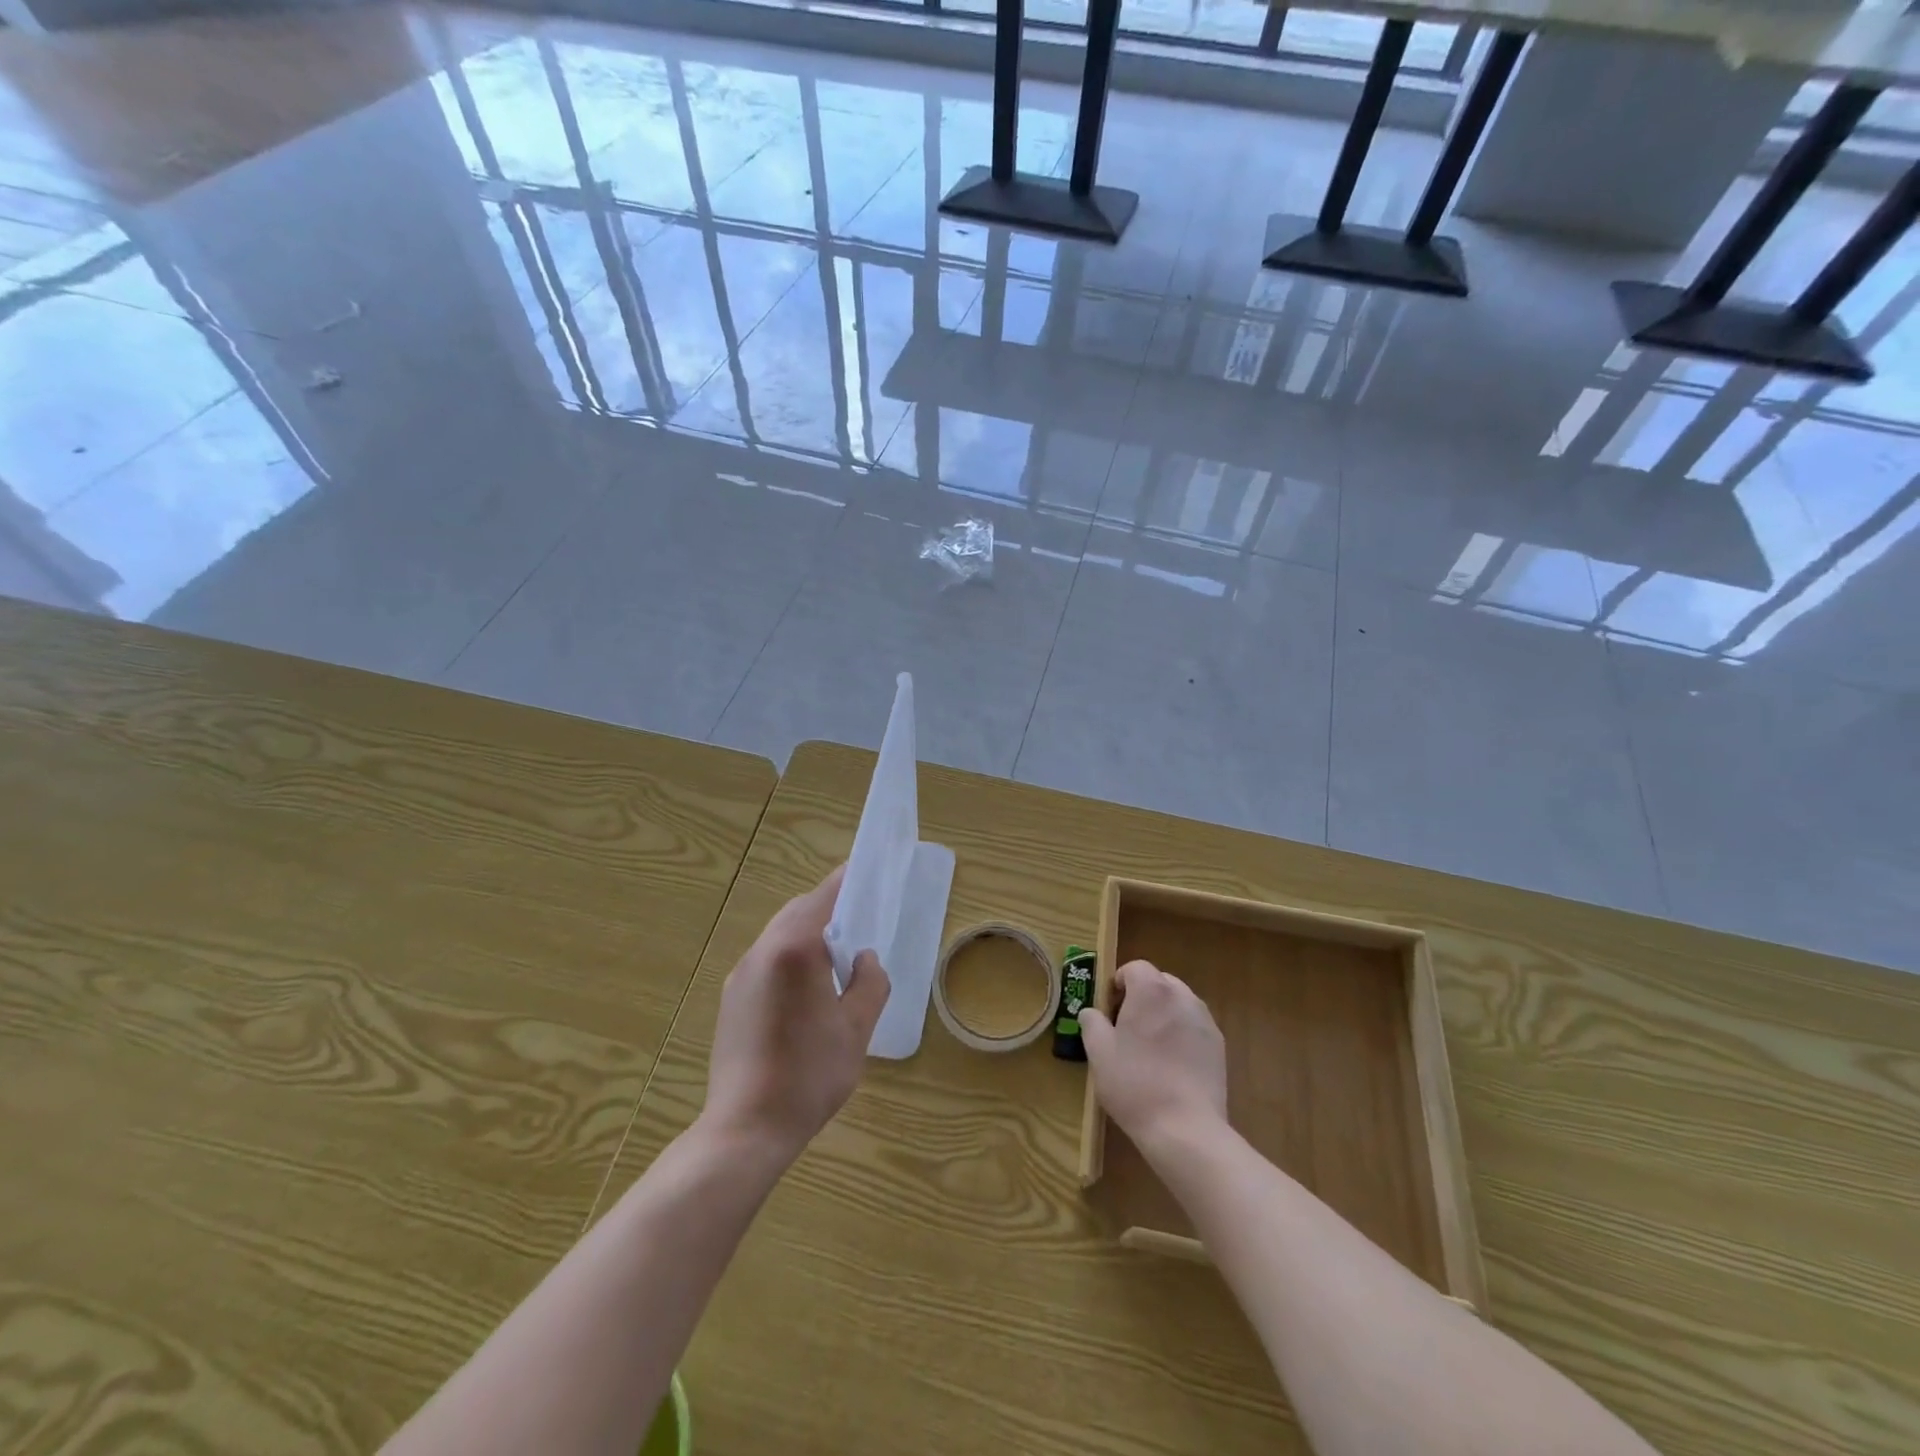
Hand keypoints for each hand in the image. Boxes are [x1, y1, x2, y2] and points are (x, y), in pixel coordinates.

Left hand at [698, 865, 890, 1166]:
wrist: (746, 1128)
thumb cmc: (810, 1074)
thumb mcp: (856, 1028)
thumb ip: (869, 982)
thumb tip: (864, 958)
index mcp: (794, 951)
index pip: (823, 898)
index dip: (846, 881)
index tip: (864, 869)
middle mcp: (762, 953)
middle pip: (797, 912)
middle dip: (826, 906)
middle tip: (857, 917)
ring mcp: (741, 976)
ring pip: (778, 935)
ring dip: (806, 932)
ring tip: (835, 956)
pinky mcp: (731, 999)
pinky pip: (766, 960)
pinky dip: (789, 956)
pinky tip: (806, 989)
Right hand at [1080, 959, 1226, 1153]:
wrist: (1185, 1128)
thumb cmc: (1134, 1083)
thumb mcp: (1098, 1052)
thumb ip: (1091, 1022)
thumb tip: (1092, 1012)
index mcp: (1151, 990)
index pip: (1134, 967)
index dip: (1118, 984)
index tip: (1109, 1010)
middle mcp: (1182, 996)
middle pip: (1158, 982)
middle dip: (1141, 997)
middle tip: (1126, 1028)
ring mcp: (1204, 1020)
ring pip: (1178, 1003)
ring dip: (1162, 1014)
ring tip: (1150, 1048)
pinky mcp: (1218, 1045)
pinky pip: (1193, 1026)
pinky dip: (1181, 1034)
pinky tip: (1171, 1065)